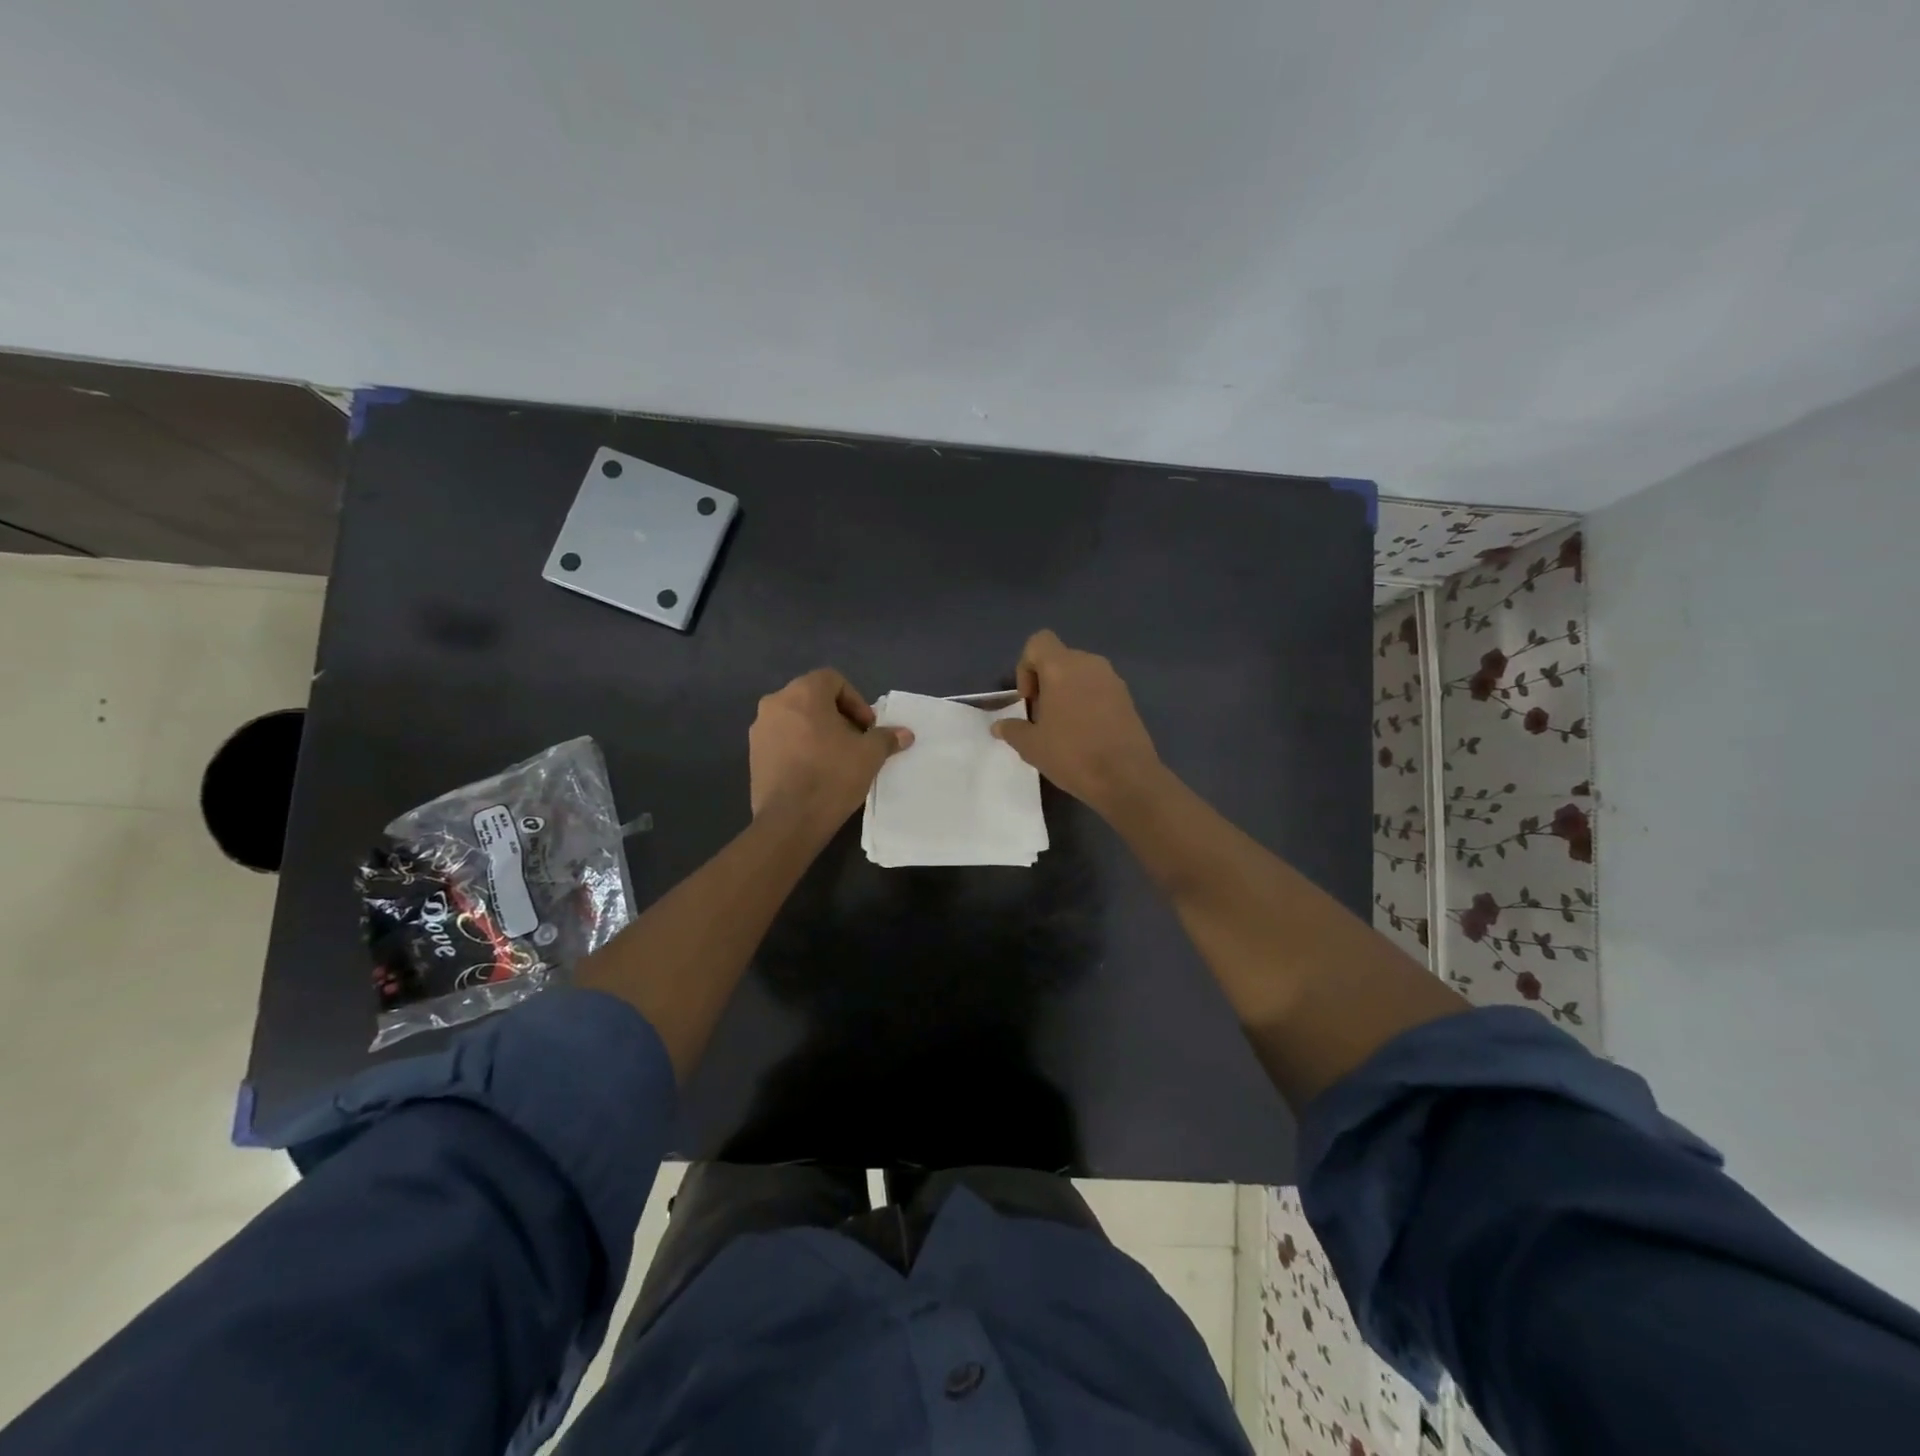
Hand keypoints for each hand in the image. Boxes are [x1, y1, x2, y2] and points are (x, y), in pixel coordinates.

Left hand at [749, 668, 912, 828]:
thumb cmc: (832, 776)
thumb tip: (905, 734)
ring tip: (836, 758)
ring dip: (818, 731)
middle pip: (813, 698)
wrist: (790, 821)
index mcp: (802, 693)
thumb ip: (886, 738)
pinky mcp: (754, 755)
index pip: (833, 680)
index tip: (867, 727)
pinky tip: (815, 772)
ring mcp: (760, 730)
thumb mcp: (869, 755)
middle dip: (838, 716)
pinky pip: (783, 740)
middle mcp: (775, 704)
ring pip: (796, 719)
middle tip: (855, 741)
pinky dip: (800, 747)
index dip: (855, 700)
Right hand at [991, 630, 1164, 816]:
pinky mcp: (1128, 698)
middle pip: (1059, 659)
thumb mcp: (1031, 746)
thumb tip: (999, 726)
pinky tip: (1086, 734)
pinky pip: (1098, 689)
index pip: (1038, 642)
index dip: (1026, 666)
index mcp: (1062, 667)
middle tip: (1042, 718)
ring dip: (1067, 692)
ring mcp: (1113, 679)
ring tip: (1064, 728)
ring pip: (1080, 674)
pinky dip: (1087, 702)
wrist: (1126, 778)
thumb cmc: (1072, 755)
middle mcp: (1089, 664)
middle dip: (1046, 683)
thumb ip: (1012, 729)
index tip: (1029, 699)